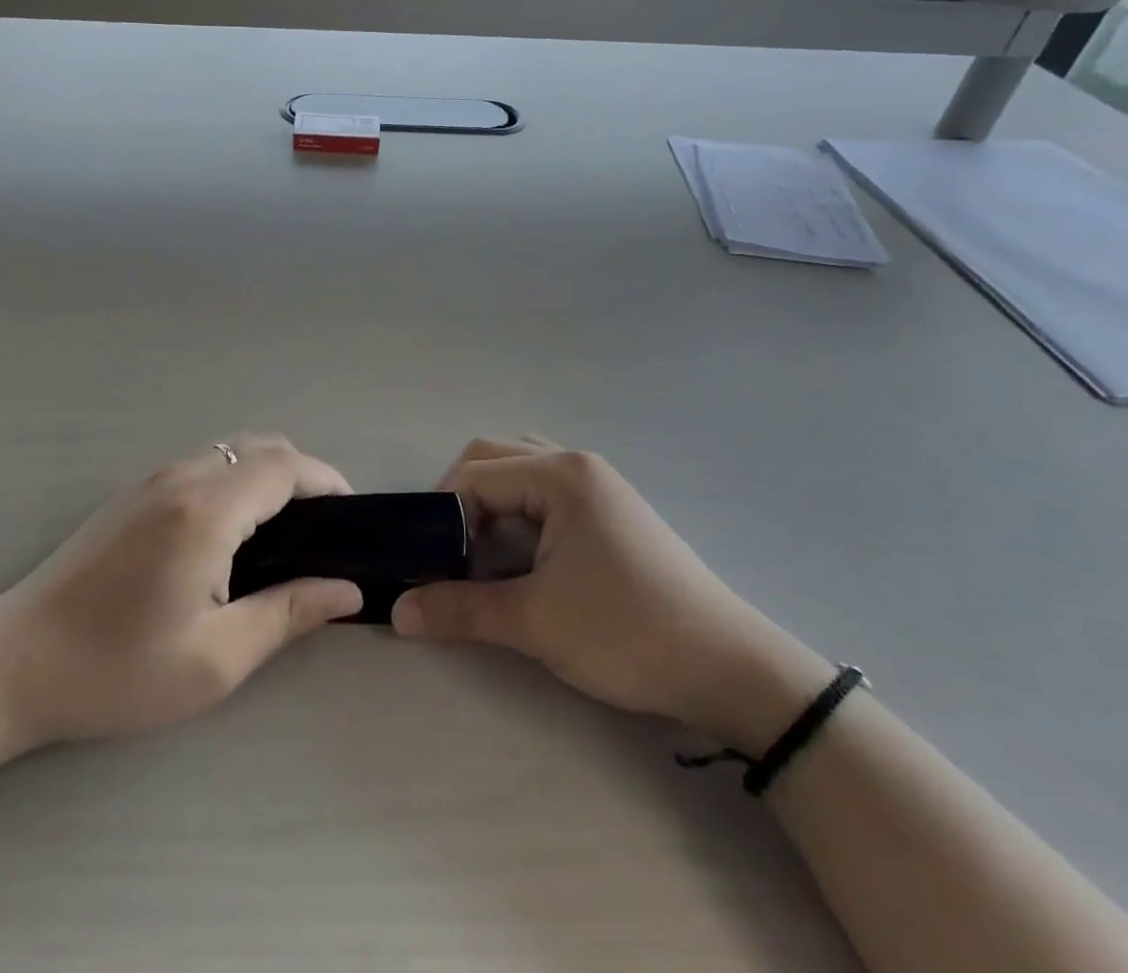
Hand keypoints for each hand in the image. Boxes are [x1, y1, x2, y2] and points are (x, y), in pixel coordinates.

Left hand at [0, 435, 362, 761]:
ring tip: (285, 532)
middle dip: (303, 475)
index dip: (327, 481)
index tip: (352, 516)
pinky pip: (205, 464)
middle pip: (262, 445)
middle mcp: (182, 477)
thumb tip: (347, 589)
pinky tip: (234, 531)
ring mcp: (152, 479)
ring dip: (269, 473)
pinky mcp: (133, 492)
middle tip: (322, 530)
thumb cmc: (116, 671)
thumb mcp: (215, 660)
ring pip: (232, 449)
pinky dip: (237, 478)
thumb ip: (288, 614)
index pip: (286, 467)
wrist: (12, 664)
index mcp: (207, 511)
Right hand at [392, 438, 830, 749]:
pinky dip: (519, 514)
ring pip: (520, 472)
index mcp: (559, 474)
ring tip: (483, 554)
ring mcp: (598, 485)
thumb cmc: (626, 633)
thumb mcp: (535, 622)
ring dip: (491, 504)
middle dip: (461, 502)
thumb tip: (398, 611)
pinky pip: (546, 493)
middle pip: (493, 458)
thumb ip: (460, 609)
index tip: (428, 563)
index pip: (474, 474)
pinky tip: (520, 557)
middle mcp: (576, 464)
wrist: (729, 669)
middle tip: (451, 555)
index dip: (441, 515)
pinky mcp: (610, 511)